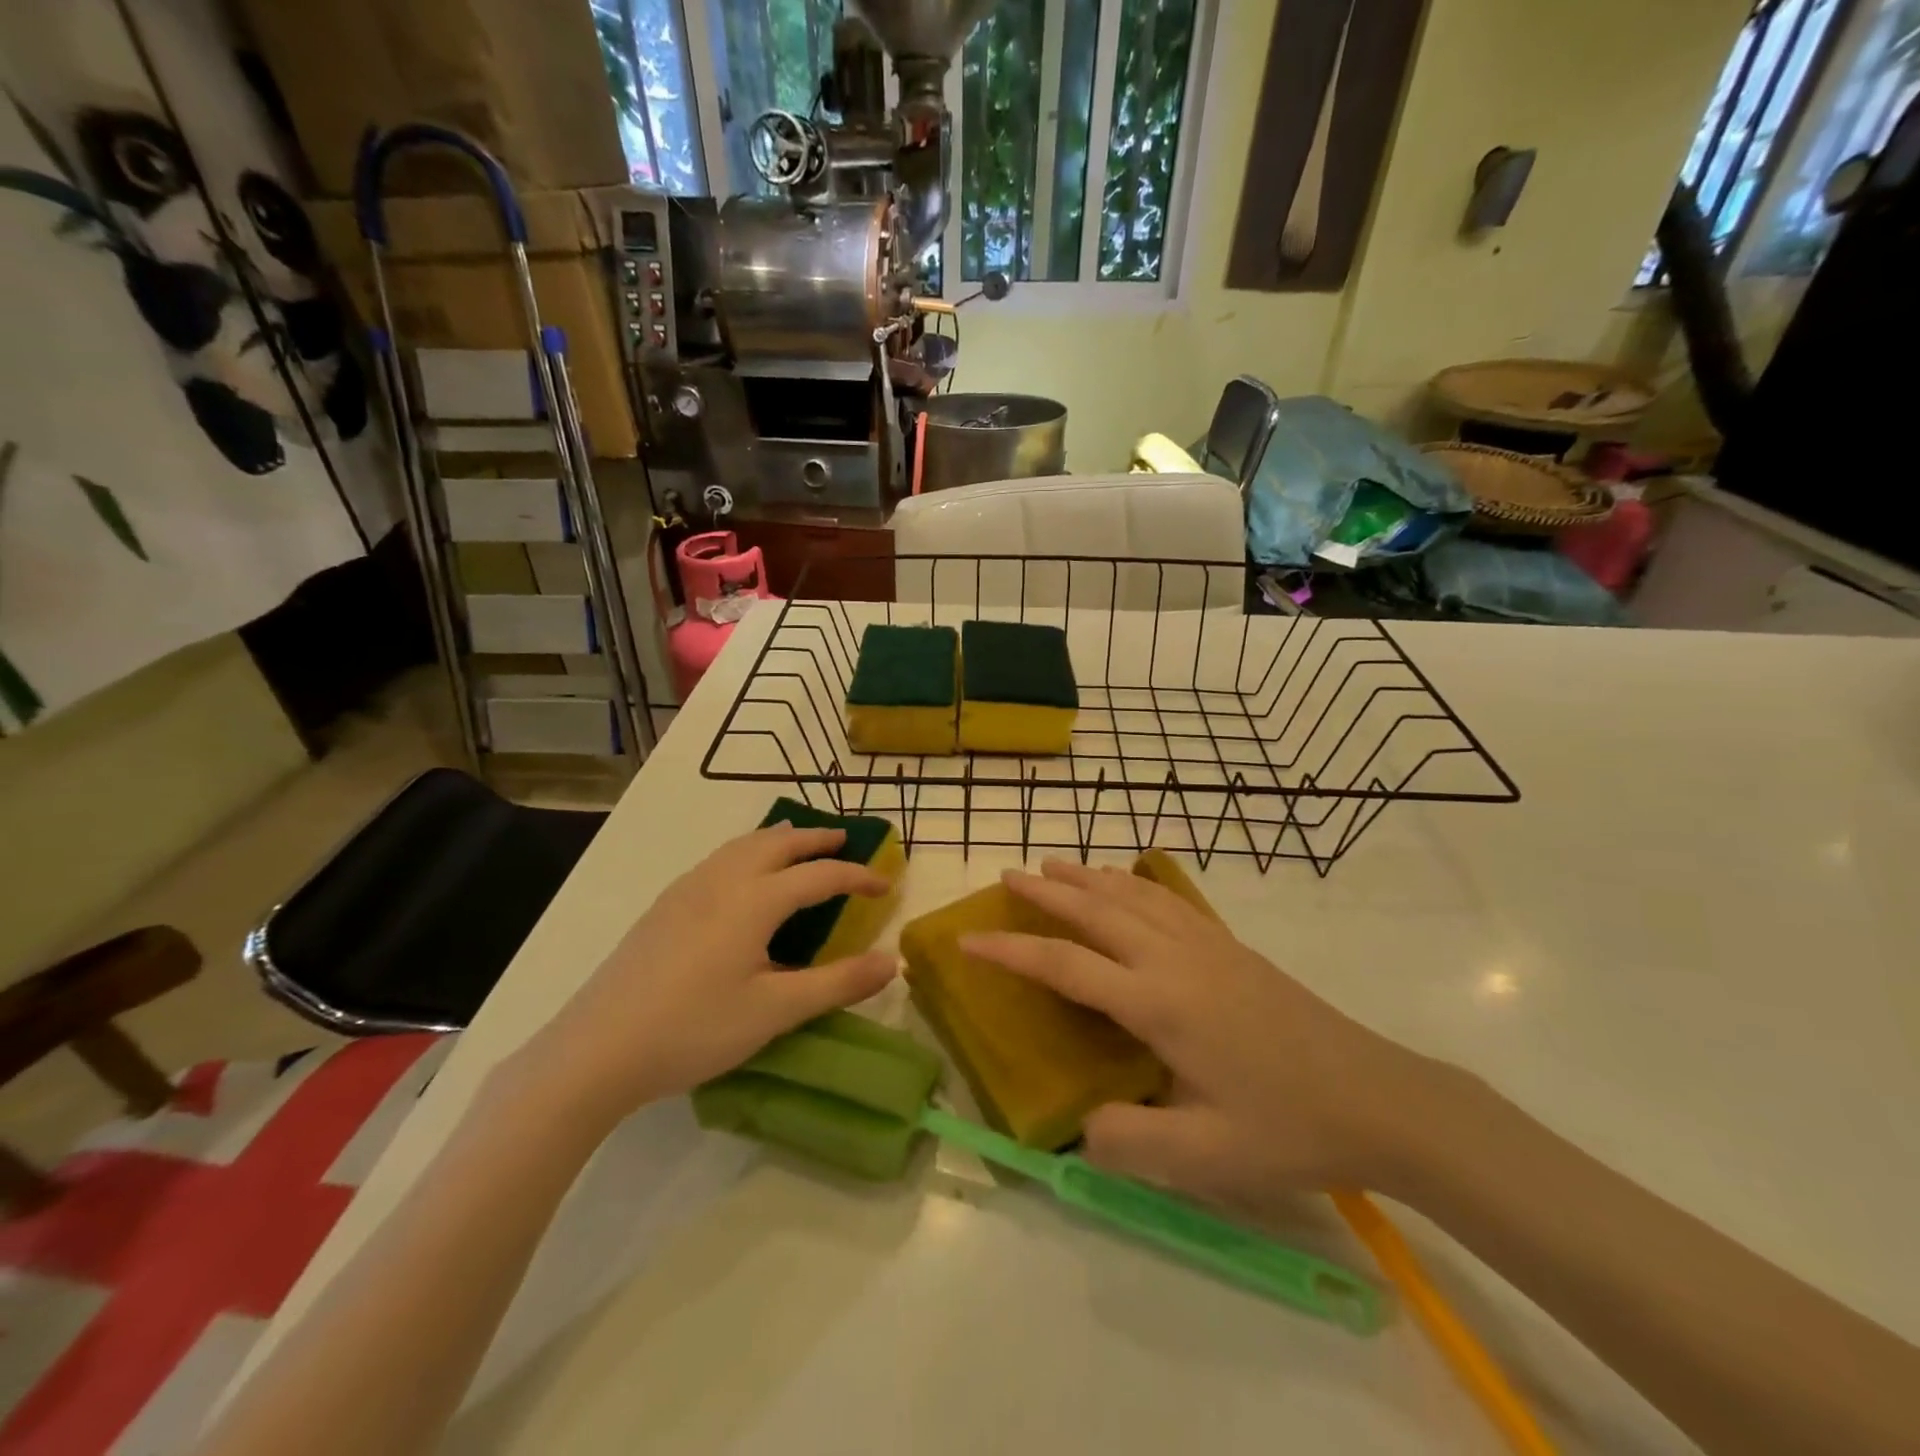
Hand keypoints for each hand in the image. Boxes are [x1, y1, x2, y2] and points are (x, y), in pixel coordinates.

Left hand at [520, 825, 897, 1131]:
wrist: (596, 1050)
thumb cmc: (694, 1029)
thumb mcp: (776, 1011)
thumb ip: (838, 983)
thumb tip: (891, 960)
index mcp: (755, 900)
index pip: (820, 875)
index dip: (858, 876)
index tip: (886, 885)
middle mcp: (722, 880)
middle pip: (778, 843)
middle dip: (816, 839)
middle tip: (844, 840)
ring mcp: (687, 889)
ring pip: (742, 845)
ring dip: (778, 839)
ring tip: (797, 844)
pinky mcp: (663, 906)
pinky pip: (718, 859)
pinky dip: (747, 852)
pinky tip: (741, 878)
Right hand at [962, 861, 1444, 1216]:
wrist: (1378, 1098)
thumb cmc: (1288, 1127)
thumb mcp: (1202, 1157)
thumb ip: (1127, 1143)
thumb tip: (1078, 1125)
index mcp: (1159, 1002)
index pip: (1066, 965)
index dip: (1012, 950)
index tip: (970, 939)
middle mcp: (1175, 958)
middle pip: (1096, 909)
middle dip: (1046, 890)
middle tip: (1007, 874)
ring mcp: (1206, 945)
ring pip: (1131, 894)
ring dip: (1087, 875)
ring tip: (1053, 863)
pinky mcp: (1230, 947)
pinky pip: (1166, 900)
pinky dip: (1131, 883)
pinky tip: (1126, 881)